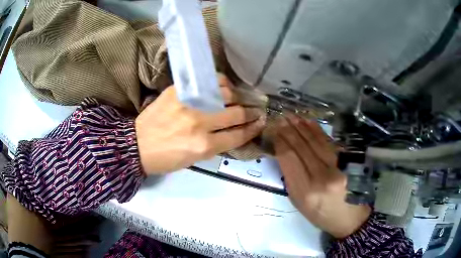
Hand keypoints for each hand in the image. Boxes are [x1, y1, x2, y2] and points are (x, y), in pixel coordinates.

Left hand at [135, 74, 264, 173]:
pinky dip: (220, 83)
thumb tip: (234, 131)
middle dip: (251, 112)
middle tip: (257, 109)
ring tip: (239, 97)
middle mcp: (200, 123)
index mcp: (204, 146)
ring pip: (225, 93)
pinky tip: (223, 86)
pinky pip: (208, 81)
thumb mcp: (194, 160)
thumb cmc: (166, 158)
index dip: (253, 128)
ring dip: (237, 96)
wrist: (137, 144)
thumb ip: (216, 144)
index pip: (238, 135)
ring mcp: (189, 103)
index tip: (261, 122)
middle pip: (236, 113)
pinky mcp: (179, 90)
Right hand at [274, 115, 370, 238]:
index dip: (281, 142)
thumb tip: (284, 152)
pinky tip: (309, 122)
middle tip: (280, 119)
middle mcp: (322, 177)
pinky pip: (329, 143)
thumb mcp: (298, 202)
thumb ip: (291, 177)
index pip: (290, 159)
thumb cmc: (319, 214)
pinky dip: (317, 131)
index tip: (274, 131)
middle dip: (289, 131)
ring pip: (316, 142)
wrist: (348, 217)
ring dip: (302, 127)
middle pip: (302, 147)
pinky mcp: (347, 162)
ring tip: (292, 116)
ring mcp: (337, 168)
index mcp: (306, 192)